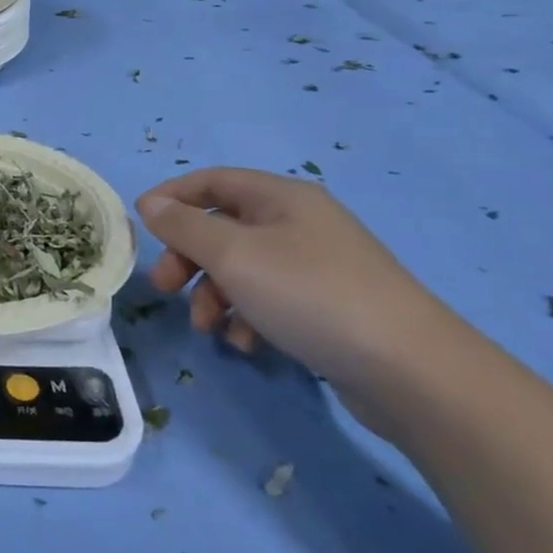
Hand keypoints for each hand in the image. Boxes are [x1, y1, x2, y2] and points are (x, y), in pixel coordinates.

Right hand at [136, 168, 460, 400]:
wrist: (412, 371)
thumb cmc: (310, 294)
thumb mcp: (232, 254)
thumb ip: (183, 225)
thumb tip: (149, 202)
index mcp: (281, 197)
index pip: (211, 181)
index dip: (171, 197)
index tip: (140, 226)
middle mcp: (300, 223)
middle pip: (222, 228)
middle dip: (187, 258)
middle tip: (165, 288)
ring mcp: (317, 266)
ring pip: (242, 268)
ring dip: (214, 295)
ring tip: (210, 328)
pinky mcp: (329, 307)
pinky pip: (270, 300)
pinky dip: (248, 317)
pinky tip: (248, 344)